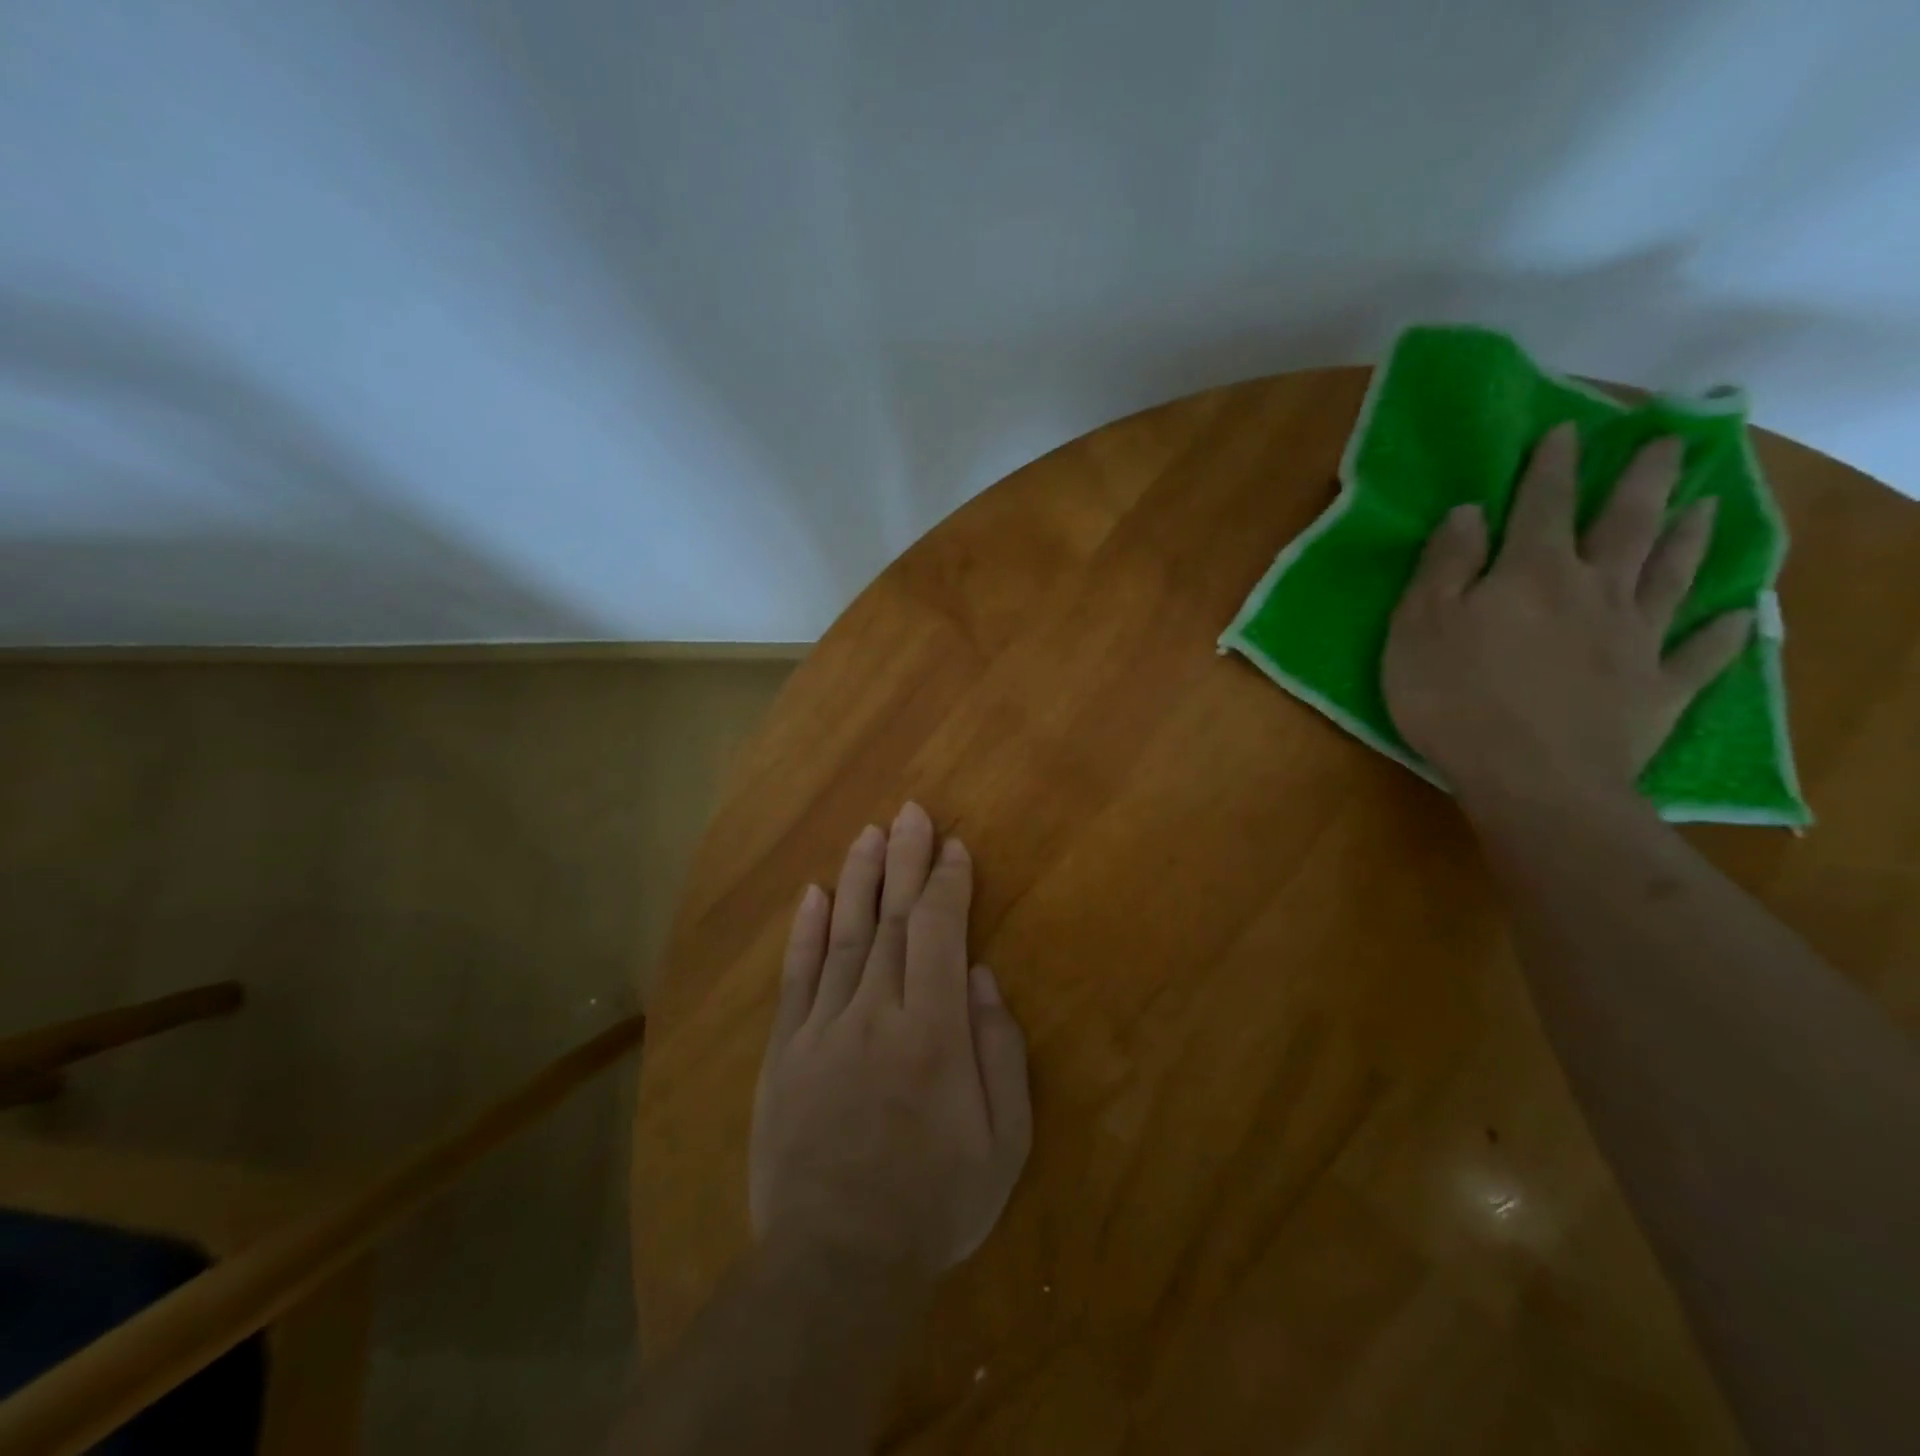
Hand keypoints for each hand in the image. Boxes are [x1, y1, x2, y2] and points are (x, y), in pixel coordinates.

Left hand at [749, 804, 1031, 1280]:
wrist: (835, 1262)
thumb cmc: (933, 1203)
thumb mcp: (1003, 1143)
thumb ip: (999, 1051)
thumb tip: (984, 978)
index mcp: (934, 1031)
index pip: (940, 933)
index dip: (948, 884)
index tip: (954, 847)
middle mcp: (877, 1012)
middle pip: (893, 919)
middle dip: (905, 859)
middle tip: (910, 812)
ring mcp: (823, 1027)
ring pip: (845, 934)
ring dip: (858, 878)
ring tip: (868, 833)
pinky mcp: (785, 1049)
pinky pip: (797, 977)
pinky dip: (806, 931)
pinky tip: (814, 893)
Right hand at [1382, 423, 1753, 805]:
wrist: (1532, 780)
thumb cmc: (1455, 699)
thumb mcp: (1419, 627)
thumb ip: (1445, 566)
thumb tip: (1471, 511)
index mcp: (1531, 574)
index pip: (1544, 505)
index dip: (1552, 466)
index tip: (1568, 429)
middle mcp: (1594, 592)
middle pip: (1626, 525)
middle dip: (1643, 480)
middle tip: (1670, 442)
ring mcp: (1635, 640)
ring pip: (1671, 575)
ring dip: (1690, 538)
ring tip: (1708, 505)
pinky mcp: (1658, 690)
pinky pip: (1700, 654)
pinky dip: (1724, 633)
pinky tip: (1742, 615)